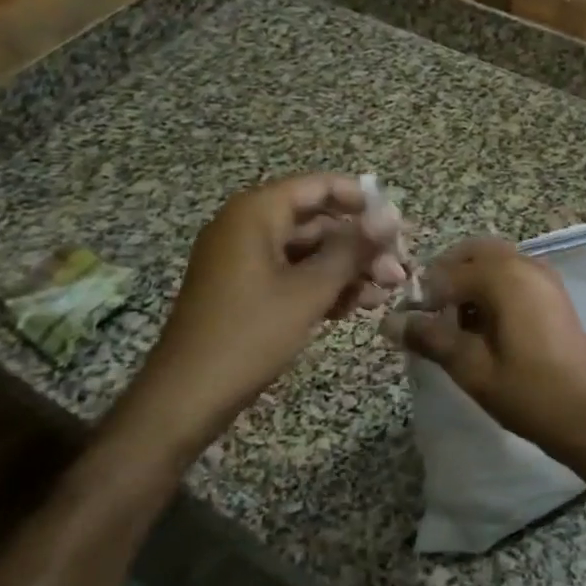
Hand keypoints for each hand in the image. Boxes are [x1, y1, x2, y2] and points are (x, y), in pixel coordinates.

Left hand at [132, 174, 408, 439]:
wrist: (186, 398)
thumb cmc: (249, 334)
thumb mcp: (309, 290)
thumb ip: (352, 250)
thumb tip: (391, 217)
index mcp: (256, 213)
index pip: (319, 187)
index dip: (362, 201)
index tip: (398, 225)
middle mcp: (248, 226)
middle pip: (317, 221)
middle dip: (360, 245)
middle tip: (399, 269)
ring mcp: (244, 259)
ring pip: (309, 251)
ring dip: (348, 269)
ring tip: (385, 293)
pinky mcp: (245, 289)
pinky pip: (292, 273)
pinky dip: (323, 286)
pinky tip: (354, 307)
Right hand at [385, 238, 585, 475]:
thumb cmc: (526, 392)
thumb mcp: (470, 367)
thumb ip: (429, 337)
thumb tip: (388, 322)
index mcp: (503, 276)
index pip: (446, 271)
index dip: (422, 296)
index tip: (408, 324)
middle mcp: (525, 263)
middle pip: (473, 252)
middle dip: (446, 276)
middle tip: (430, 314)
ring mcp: (543, 275)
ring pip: (494, 261)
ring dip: (469, 280)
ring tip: (454, 323)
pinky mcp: (552, 292)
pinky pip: (513, 273)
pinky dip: (492, 286)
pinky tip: (483, 325)